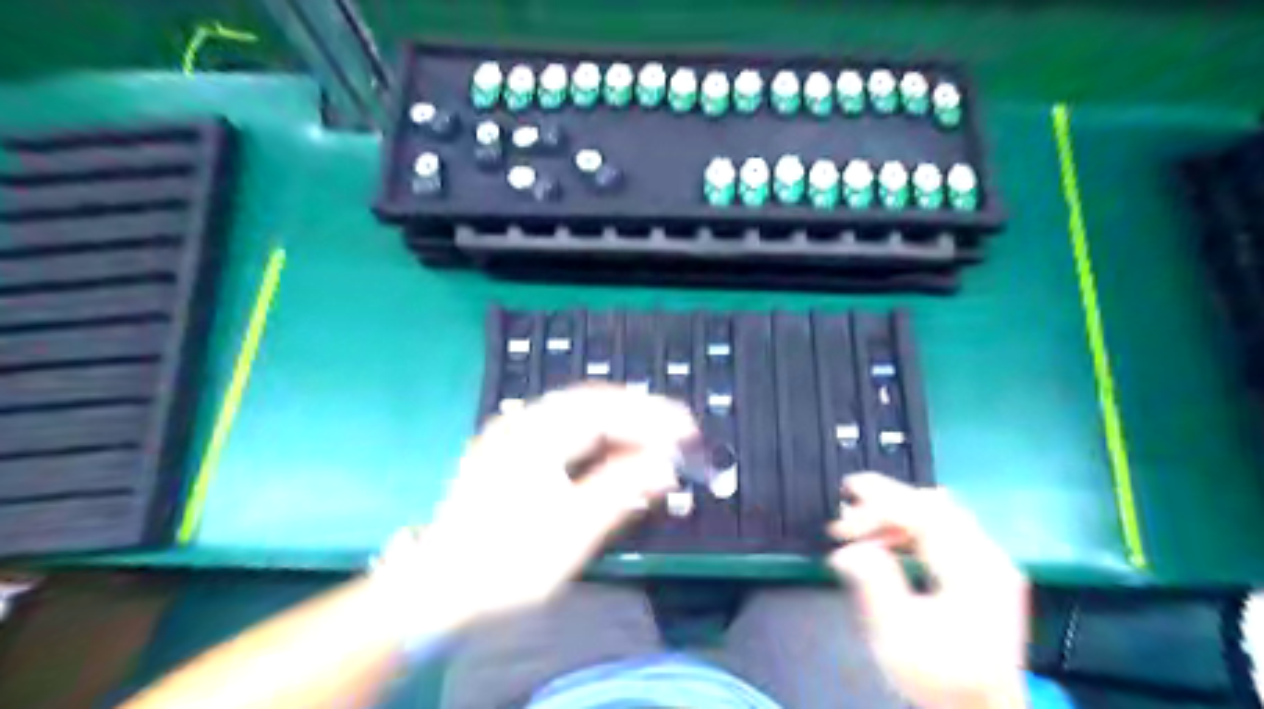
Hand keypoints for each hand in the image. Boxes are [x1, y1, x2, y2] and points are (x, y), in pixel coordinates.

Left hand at [392, 389, 693, 624]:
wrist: (437, 588)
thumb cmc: (508, 563)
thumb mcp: (572, 531)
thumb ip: (622, 488)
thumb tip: (666, 464)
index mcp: (535, 436)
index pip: (606, 411)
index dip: (651, 418)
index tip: (687, 430)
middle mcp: (521, 422)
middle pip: (591, 401)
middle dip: (637, 412)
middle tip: (676, 429)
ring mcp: (509, 432)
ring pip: (575, 409)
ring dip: (617, 418)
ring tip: (651, 435)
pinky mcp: (505, 448)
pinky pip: (559, 424)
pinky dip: (592, 431)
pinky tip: (608, 446)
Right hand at [833, 473, 1025, 708]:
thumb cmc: (940, 679)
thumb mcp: (898, 637)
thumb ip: (874, 584)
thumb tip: (846, 551)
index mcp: (973, 571)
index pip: (924, 513)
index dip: (882, 499)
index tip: (846, 491)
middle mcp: (988, 557)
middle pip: (932, 506)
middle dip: (883, 505)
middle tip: (844, 520)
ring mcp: (989, 561)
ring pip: (936, 513)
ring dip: (894, 516)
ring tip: (857, 531)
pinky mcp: (982, 569)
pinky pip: (942, 528)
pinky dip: (908, 528)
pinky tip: (885, 542)